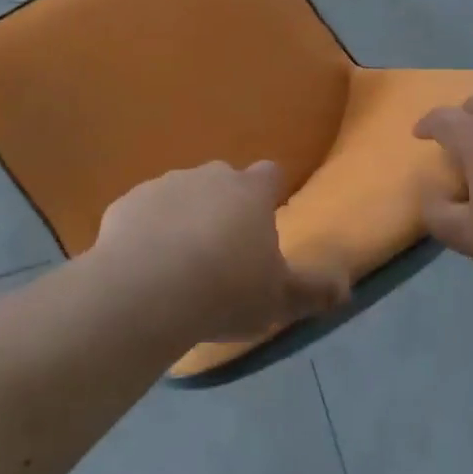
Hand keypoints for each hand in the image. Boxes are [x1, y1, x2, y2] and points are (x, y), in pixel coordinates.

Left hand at [92, 161, 348, 344]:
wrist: (147, 292)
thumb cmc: (225, 290)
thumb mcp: (279, 299)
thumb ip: (314, 291)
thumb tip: (346, 288)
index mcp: (250, 192)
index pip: (270, 174)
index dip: (269, 194)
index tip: (265, 220)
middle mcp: (209, 176)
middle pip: (222, 182)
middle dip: (223, 207)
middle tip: (221, 253)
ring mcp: (164, 185)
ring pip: (181, 195)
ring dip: (183, 218)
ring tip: (178, 265)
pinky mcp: (125, 203)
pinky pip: (142, 213)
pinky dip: (146, 232)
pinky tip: (143, 268)